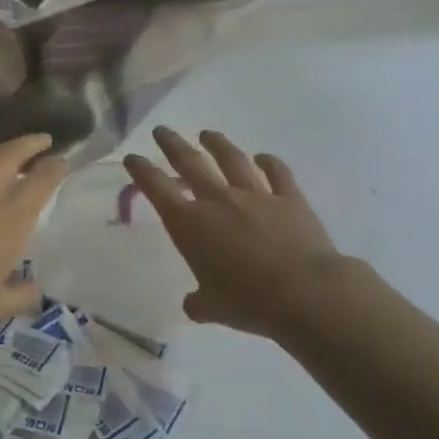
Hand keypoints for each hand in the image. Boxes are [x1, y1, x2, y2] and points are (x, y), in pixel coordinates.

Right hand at [124, 127, 347, 340]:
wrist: (306, 293)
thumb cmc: (248, 302)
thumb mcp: (212, 308)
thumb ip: (198, 301)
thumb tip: (194, 304)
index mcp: (189, 224)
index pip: (156, 188)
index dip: (141, 170)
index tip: (133, 157)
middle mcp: (218, 201)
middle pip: (190, 163)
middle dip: (173, 145)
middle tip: (162, 131)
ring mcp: (256, 195)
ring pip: (232, 160)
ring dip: (217, 144)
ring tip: (208, 134)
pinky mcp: (290, 199)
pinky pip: (277, 173)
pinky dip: (269, 162)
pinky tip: (264, 157)